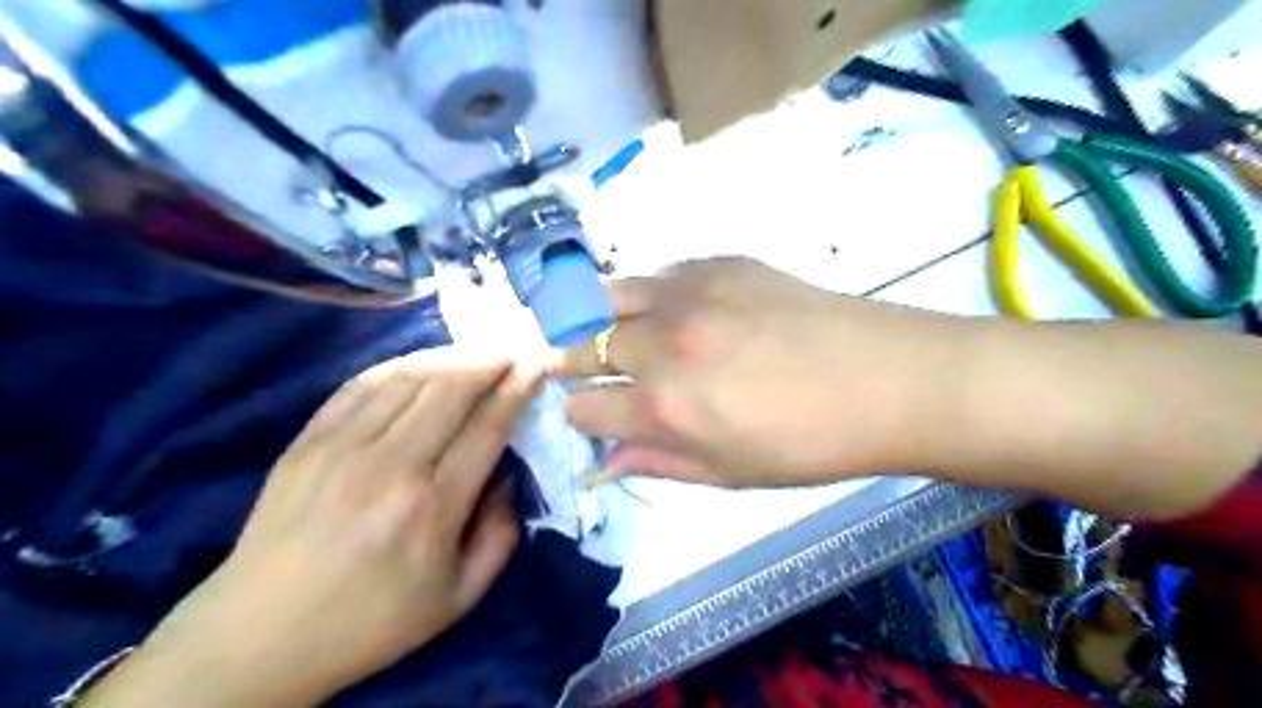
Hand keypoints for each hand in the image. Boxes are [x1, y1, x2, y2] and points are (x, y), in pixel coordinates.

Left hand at [85, 352, 540, 707]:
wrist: (258, 637)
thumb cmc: (371, 621)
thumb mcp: (459, 598)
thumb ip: (500, 535)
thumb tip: (509, 477)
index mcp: (432, 507)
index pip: (487, 427)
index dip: (516, 390)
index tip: (536, 366)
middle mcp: (389, 465)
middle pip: (451, 388)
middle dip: (491, 360)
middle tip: (513, 351)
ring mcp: (342, 446)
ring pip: (409, 376)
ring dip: (452, 356)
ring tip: (476, 354)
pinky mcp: (308, 440)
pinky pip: (363, 383)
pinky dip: (402, 365)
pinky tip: (423, 365)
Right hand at [549, 256, 967, 488]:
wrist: (885, 379)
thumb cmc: (809, 444)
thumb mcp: (729, 473)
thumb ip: (658, 462)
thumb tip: (605, 460)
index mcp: (665, 407)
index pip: (583, 405)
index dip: (581, 413)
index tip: (592, 413)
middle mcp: (662, 344)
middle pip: (583, 345)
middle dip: (576, 362)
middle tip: (592, 368)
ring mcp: (689, 294)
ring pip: (607, 295)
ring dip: (600, 317)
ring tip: (617, 330)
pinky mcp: (718, 263)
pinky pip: (659, 273)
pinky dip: (651, 294)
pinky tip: (676, 309)